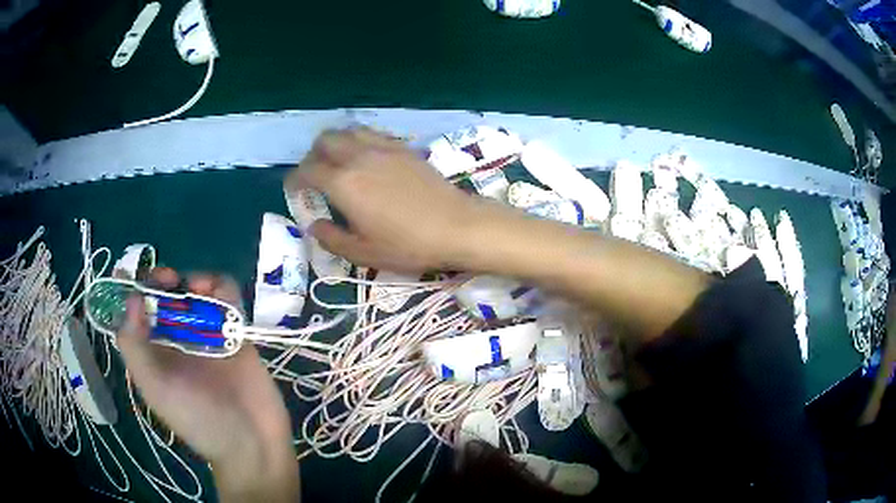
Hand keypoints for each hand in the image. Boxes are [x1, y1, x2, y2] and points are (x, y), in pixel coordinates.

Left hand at [116, 268, 298, 501]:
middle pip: (165, 295)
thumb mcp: (155, 388)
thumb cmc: (198, 419)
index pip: (136, 312)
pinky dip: (221, 288)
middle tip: (170, 281)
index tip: (134, 277)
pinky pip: (227, 300)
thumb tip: (130, 298)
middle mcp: (176, 340)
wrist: (251, 441)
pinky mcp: (236, 333)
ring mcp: (207, 335)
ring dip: (194, 280)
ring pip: (195, 292)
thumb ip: (135, 346)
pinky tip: (219, 294)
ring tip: (199, 287)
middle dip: (163, 281)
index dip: (132, 289)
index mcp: (153, 352)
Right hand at [286, 128, 483, 272]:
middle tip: (315, 174)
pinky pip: (372, 133)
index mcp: (343, 183)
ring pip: (348, 130)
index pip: (307, 170)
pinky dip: (359, 140)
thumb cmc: (408, 244)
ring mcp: (383, 147)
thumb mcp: (363, 252)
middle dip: (312, 155)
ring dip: (335, 142)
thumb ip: (331, 238)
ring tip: (338, 162)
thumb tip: (314, 225)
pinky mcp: (403, 147)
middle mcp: (358, 157)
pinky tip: (366, 158)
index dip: (294, 179)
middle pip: (324, 141)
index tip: (293, 189)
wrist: (456, 226)